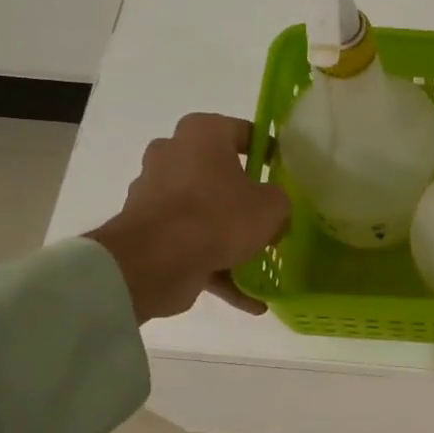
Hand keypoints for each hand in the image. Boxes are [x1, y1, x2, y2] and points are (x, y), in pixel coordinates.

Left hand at [83, 114, 289, 322]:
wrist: (156, 261)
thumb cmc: (219, 216)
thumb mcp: (272, 206)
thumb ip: (279, 200)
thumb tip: (272, 208)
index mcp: (201, 134)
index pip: (243, 132)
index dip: (269, 152)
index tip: (285, 174)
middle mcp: (172, 155)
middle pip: (220, 175)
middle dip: (245, 199)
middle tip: (272, 219)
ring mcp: (155, 195)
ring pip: (204, 214)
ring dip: (231, 239)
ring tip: (262, 264)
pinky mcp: (149, 232)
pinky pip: (193, 248)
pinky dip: (219, 271)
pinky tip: (252, 300)